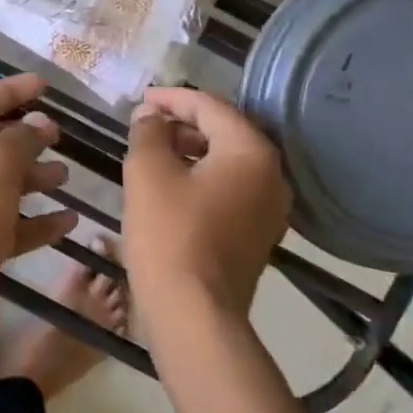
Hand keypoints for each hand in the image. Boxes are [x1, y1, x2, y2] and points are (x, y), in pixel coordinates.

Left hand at [0, 74, 78, 315]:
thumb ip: (20, 140)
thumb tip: (38, 125)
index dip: (10, 92)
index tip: (45, 86)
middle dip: (24, 138)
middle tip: (59, 136)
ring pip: (0, 185)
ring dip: (33, 178)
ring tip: (65, 176)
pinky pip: (9, 224)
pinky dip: (36, 221)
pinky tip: (68, 221)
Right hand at [123, 87, 290, 322]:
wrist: (194, 313)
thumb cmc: (169, 234)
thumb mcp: (147, 172)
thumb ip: (148, 132)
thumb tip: (151, 116)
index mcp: (251, 151)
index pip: (210, 107)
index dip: (172, 99)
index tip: (140, 100)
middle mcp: (272, 174)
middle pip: (226, 132)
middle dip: (184, 124)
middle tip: (145, 126)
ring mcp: (270, 208)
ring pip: (229, 162)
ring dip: (193, 151)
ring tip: (154, 153)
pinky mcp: (259, 234)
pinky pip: (232, 190)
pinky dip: (204, 178)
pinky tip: (173, 186)